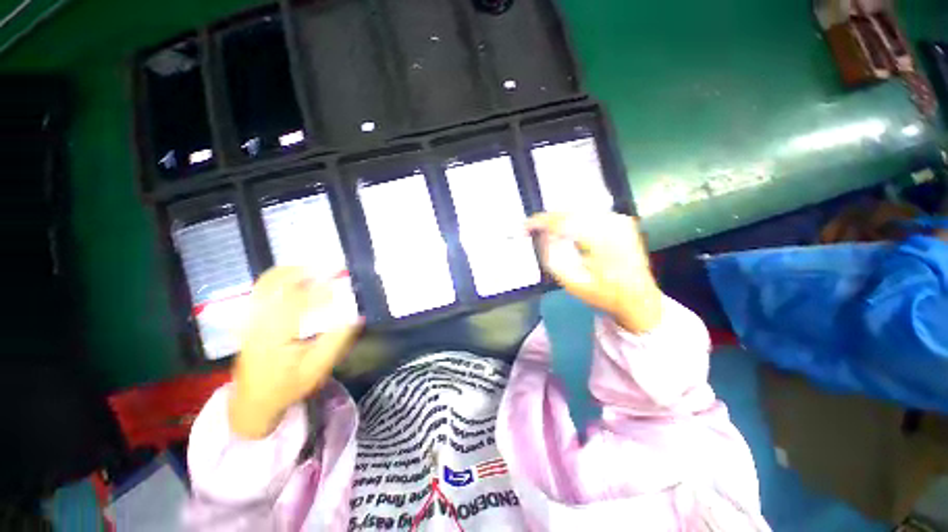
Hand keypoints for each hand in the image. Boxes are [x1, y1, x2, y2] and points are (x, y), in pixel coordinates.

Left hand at [229, 267, 362, 438]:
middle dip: (303, 272)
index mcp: (274, 336)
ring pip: (266, 284)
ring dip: (291, 272)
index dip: (321, 289)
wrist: (252, 402)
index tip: (341, 282)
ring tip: (315, 269)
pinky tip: (297, 279)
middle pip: (275, 285)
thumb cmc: (288, 387)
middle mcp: (257, 322)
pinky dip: (280, 279)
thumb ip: (336, 340)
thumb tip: (356, 316)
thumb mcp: (317, 369)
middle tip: (328, 268)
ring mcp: (249, 319)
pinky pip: (262, 290)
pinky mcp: (249, 319)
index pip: (297, 302)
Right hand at [527, 212, 662, 332]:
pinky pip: (590, 215)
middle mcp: (614, 223)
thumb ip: (553, 256)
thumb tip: (544, 235)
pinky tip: (567, 233)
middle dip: (549, 221)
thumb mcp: (572, 282)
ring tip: (547, 232)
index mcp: (603, 240)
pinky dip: (574, 222)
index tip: (524, 227)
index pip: (563, 221)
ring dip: (561, 221)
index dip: (540, 222)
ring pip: (580, 212)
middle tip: (533, 230)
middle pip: (571, 213)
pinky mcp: (622, 221)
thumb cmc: (604, 294)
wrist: (638, 298)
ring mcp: (620, 220)